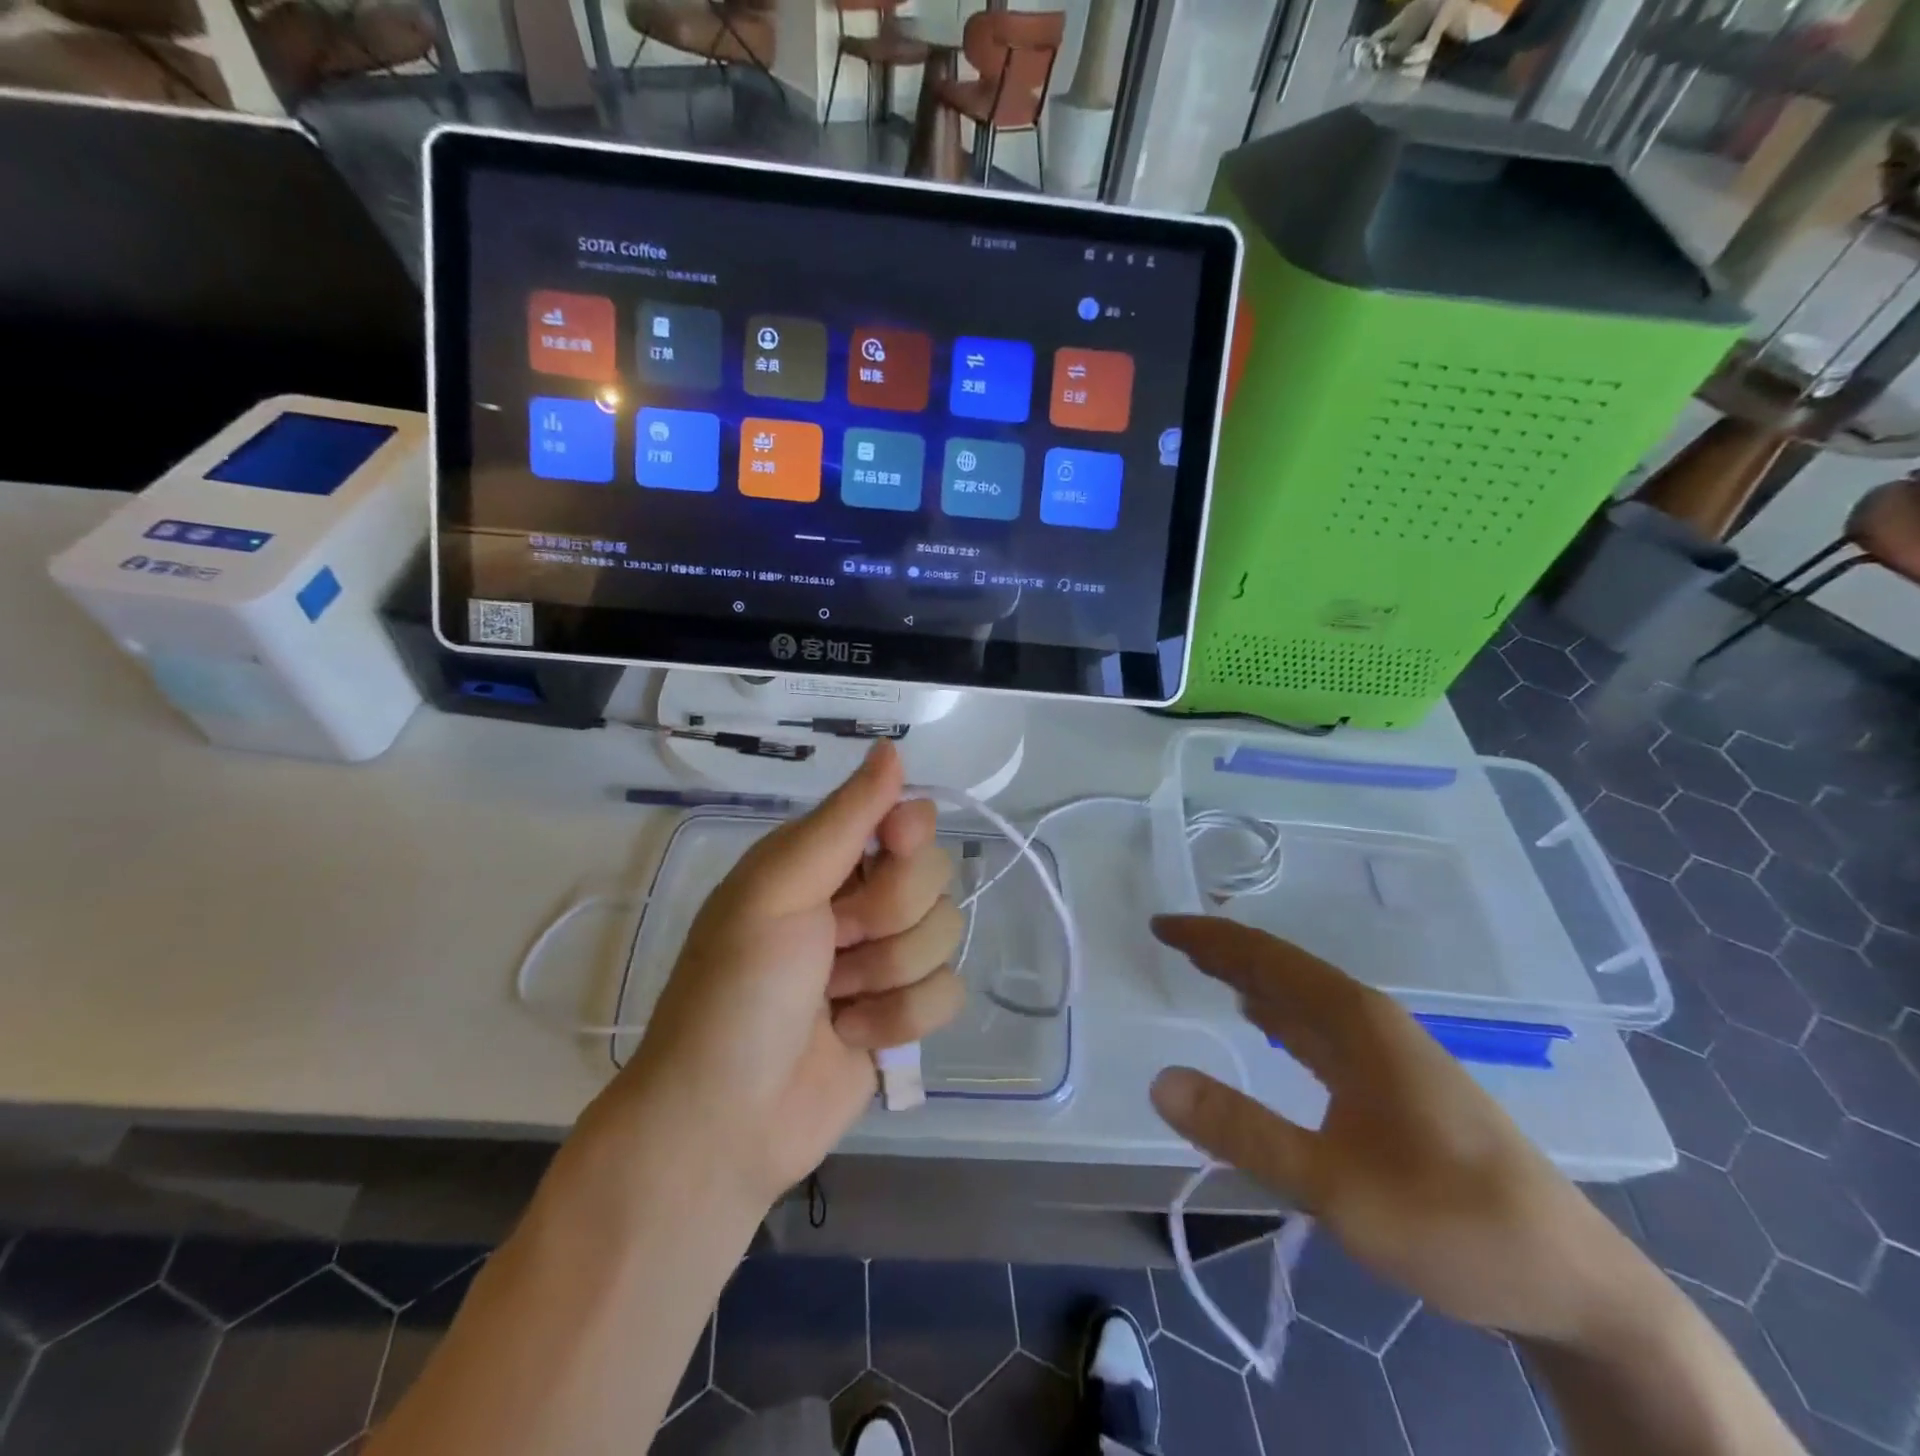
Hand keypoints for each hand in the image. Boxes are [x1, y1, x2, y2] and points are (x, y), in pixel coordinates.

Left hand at [603, 742, 965, 1214]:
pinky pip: (948, 993)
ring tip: (833, 1001)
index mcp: (824, 861)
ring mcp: (885, 959)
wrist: (724, 1123)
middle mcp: (860, 900)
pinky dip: (900, 1020)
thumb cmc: (738, 992)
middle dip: (886, 919)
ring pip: (946, 936)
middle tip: (832, 947)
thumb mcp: (777, 890)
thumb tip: (893, 749)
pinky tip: (854, 1037)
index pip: (908, 818)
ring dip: (887, 976)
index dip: (908, 837)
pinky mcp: (903, 1014)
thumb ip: (844, 820)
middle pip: (935, 878)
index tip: (891, 851)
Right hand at [1149, 916, 1637, 1344]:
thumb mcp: (1337, 1187)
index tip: (1159, 925)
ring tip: (1204, 968)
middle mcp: (1372, 1021)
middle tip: (1170, 939)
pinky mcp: (1396, 1085)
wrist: (1577, 1286)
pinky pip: (1319, 1028)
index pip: (1266, 958)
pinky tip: (1265, 1023)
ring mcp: (1389, 1052)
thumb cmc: (1456, 1224)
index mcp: (1357, 1021)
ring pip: (1303, 997)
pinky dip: (1278, 1013)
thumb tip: (1159, 1081)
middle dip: (1225, 949)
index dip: (1209, 938)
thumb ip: (1245, 1132)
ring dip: (1250, 977)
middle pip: (1283, 968)